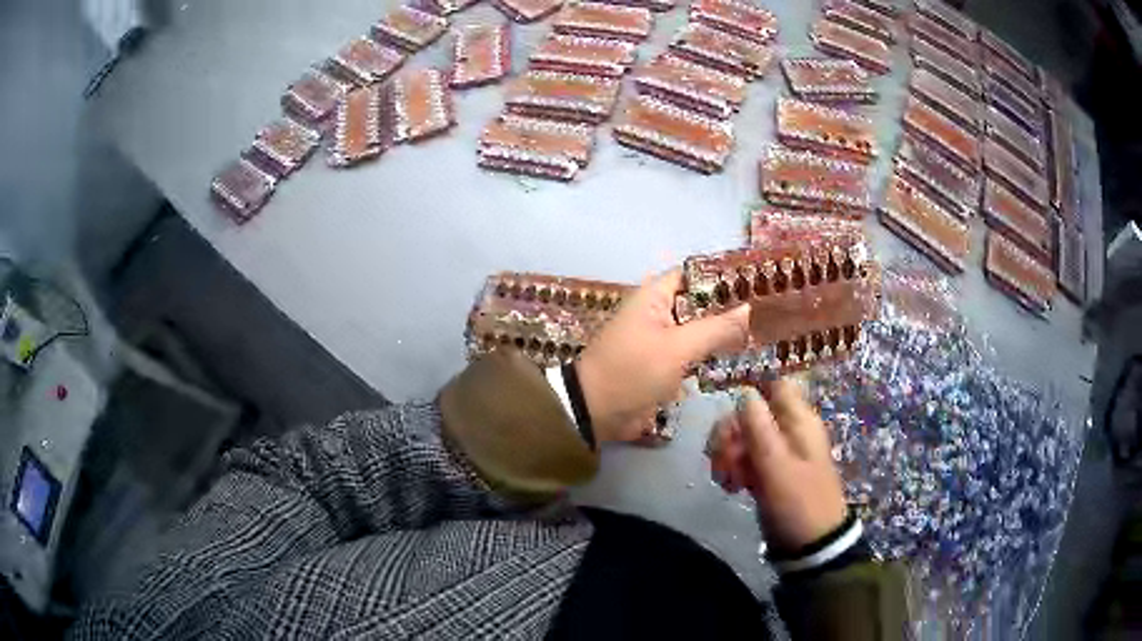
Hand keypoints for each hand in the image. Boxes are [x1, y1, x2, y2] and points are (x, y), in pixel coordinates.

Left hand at [576, 270, 750, 443]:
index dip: (722, 277)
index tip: (757, 285)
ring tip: (763, 333)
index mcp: (654, 296)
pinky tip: (740, 358)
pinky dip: (711, 355)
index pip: (693, 275)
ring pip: (698, 330)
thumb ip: (715, 328)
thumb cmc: (633, 370)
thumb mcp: (677, 348)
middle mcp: (659, 312)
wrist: (596, 411)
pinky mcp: (663, 364)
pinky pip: (692, 353)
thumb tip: (749, 309)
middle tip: (768, 313)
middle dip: (729, 308)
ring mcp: (661, 340)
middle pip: (699, 303)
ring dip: (723, 334)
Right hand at [707, 380, 846, 551]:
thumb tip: (744, 392)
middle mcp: (787, 430)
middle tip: (725, 459)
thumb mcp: (778, 467)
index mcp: (798, 421)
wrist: (809, 544)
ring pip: (742, 436)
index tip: (729, 415)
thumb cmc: (799, 503)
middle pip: (749, 412)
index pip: (774, 385)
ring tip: (727, 480)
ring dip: (727, 454)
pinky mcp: (766, 472)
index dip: (750, 392)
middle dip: (730, 433)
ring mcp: (776, 453)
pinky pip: (742, 458)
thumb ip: (760, 429)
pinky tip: (731, 487)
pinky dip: (731, 469)